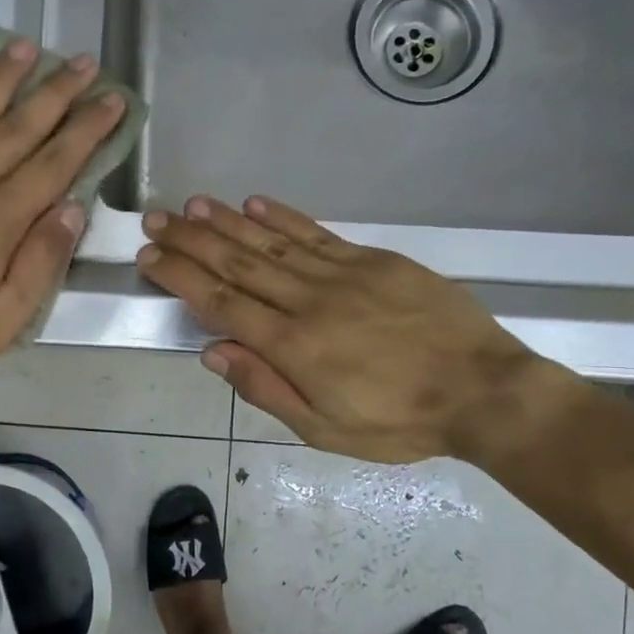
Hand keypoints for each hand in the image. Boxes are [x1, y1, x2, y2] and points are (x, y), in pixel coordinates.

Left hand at [0, 38, 125, 381]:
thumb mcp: (6, 316)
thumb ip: (41, 261)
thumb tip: (73, 209)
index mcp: (0, 219)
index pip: (55, 163)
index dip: (87, 129)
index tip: (112, 98)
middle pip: (19, 128)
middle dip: (56, 92)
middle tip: (82, 61)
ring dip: (3, 80)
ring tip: (27, 47)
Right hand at [137, 195, 559, 462]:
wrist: (483, 390)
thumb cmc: (398, 422)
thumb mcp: (324, 429)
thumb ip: (266, 388)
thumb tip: (214, 352)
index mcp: (294, 345)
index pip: (222, 302)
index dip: (182, 277)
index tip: (150, 255)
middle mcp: (310, 300)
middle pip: (239, 263)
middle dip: (192, 240)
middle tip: (157, 218)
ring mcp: (344, 274)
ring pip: (273, 242)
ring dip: (229, 222)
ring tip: (193, 205)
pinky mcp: (375, 261)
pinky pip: (319, 233)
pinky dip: (286, 217)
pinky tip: (257, 203)